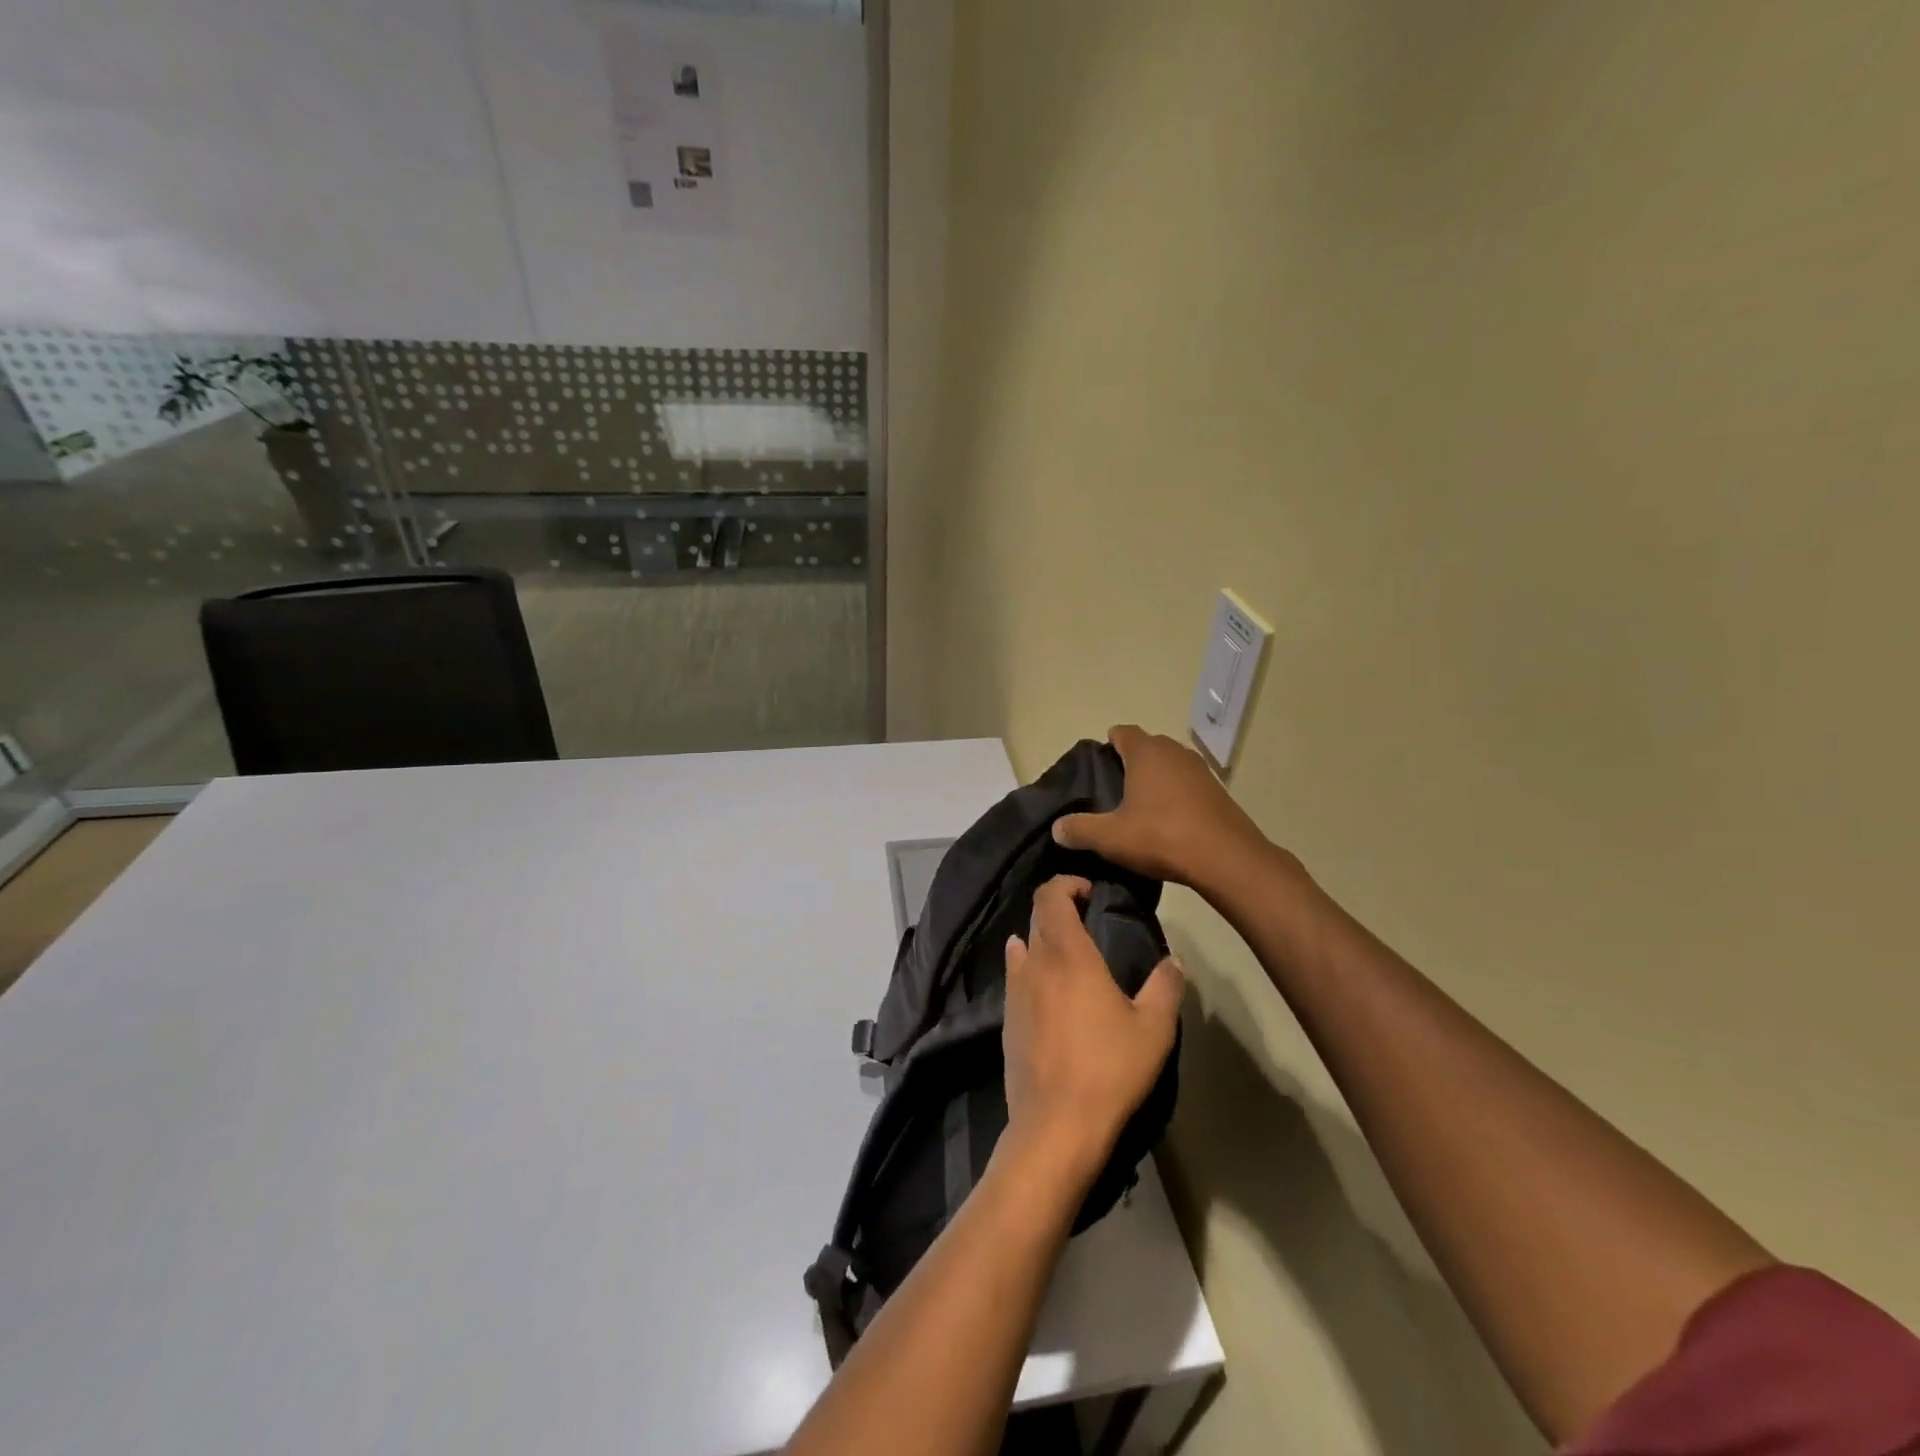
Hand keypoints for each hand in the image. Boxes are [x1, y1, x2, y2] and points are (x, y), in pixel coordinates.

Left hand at [1001, 877, 1184, 1178]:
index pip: (1051, 896)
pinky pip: (1015, 977)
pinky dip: (1030, 967)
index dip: (1067, 884)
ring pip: (1022, 945)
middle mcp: (1034, 963)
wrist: (1056, 1125)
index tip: (1090, 893)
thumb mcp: (1154, 1028)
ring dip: (1043, 939)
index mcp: (1068, 954)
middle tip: (1088, 920)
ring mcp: (1014, 991)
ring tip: (1070, 955)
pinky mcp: (1005, 1019)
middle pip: (1037, 916)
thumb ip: (1166, 986)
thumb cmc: (1110, 1069)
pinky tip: (1047, 988)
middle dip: (1059, 908)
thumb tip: (1174, 960)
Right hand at [1052, 725, 1273, 890]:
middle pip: (1146, 747)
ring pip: (1169, 765)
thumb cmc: (1162, 837)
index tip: (1098, 768)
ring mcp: (1200, 770)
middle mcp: (1174, 751)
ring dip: (1155, 779)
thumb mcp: (1111, 837)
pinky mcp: (1217, 790)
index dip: (1108, 745)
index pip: (1122, 732)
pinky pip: (1188, 784)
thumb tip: (1056, 828)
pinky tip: (1169, 820)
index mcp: (1146, 752)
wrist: (1226, 859)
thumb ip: (1080, 829)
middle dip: (1130, 762)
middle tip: (1113, 790)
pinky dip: (1176, 795)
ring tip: (1139, 807)